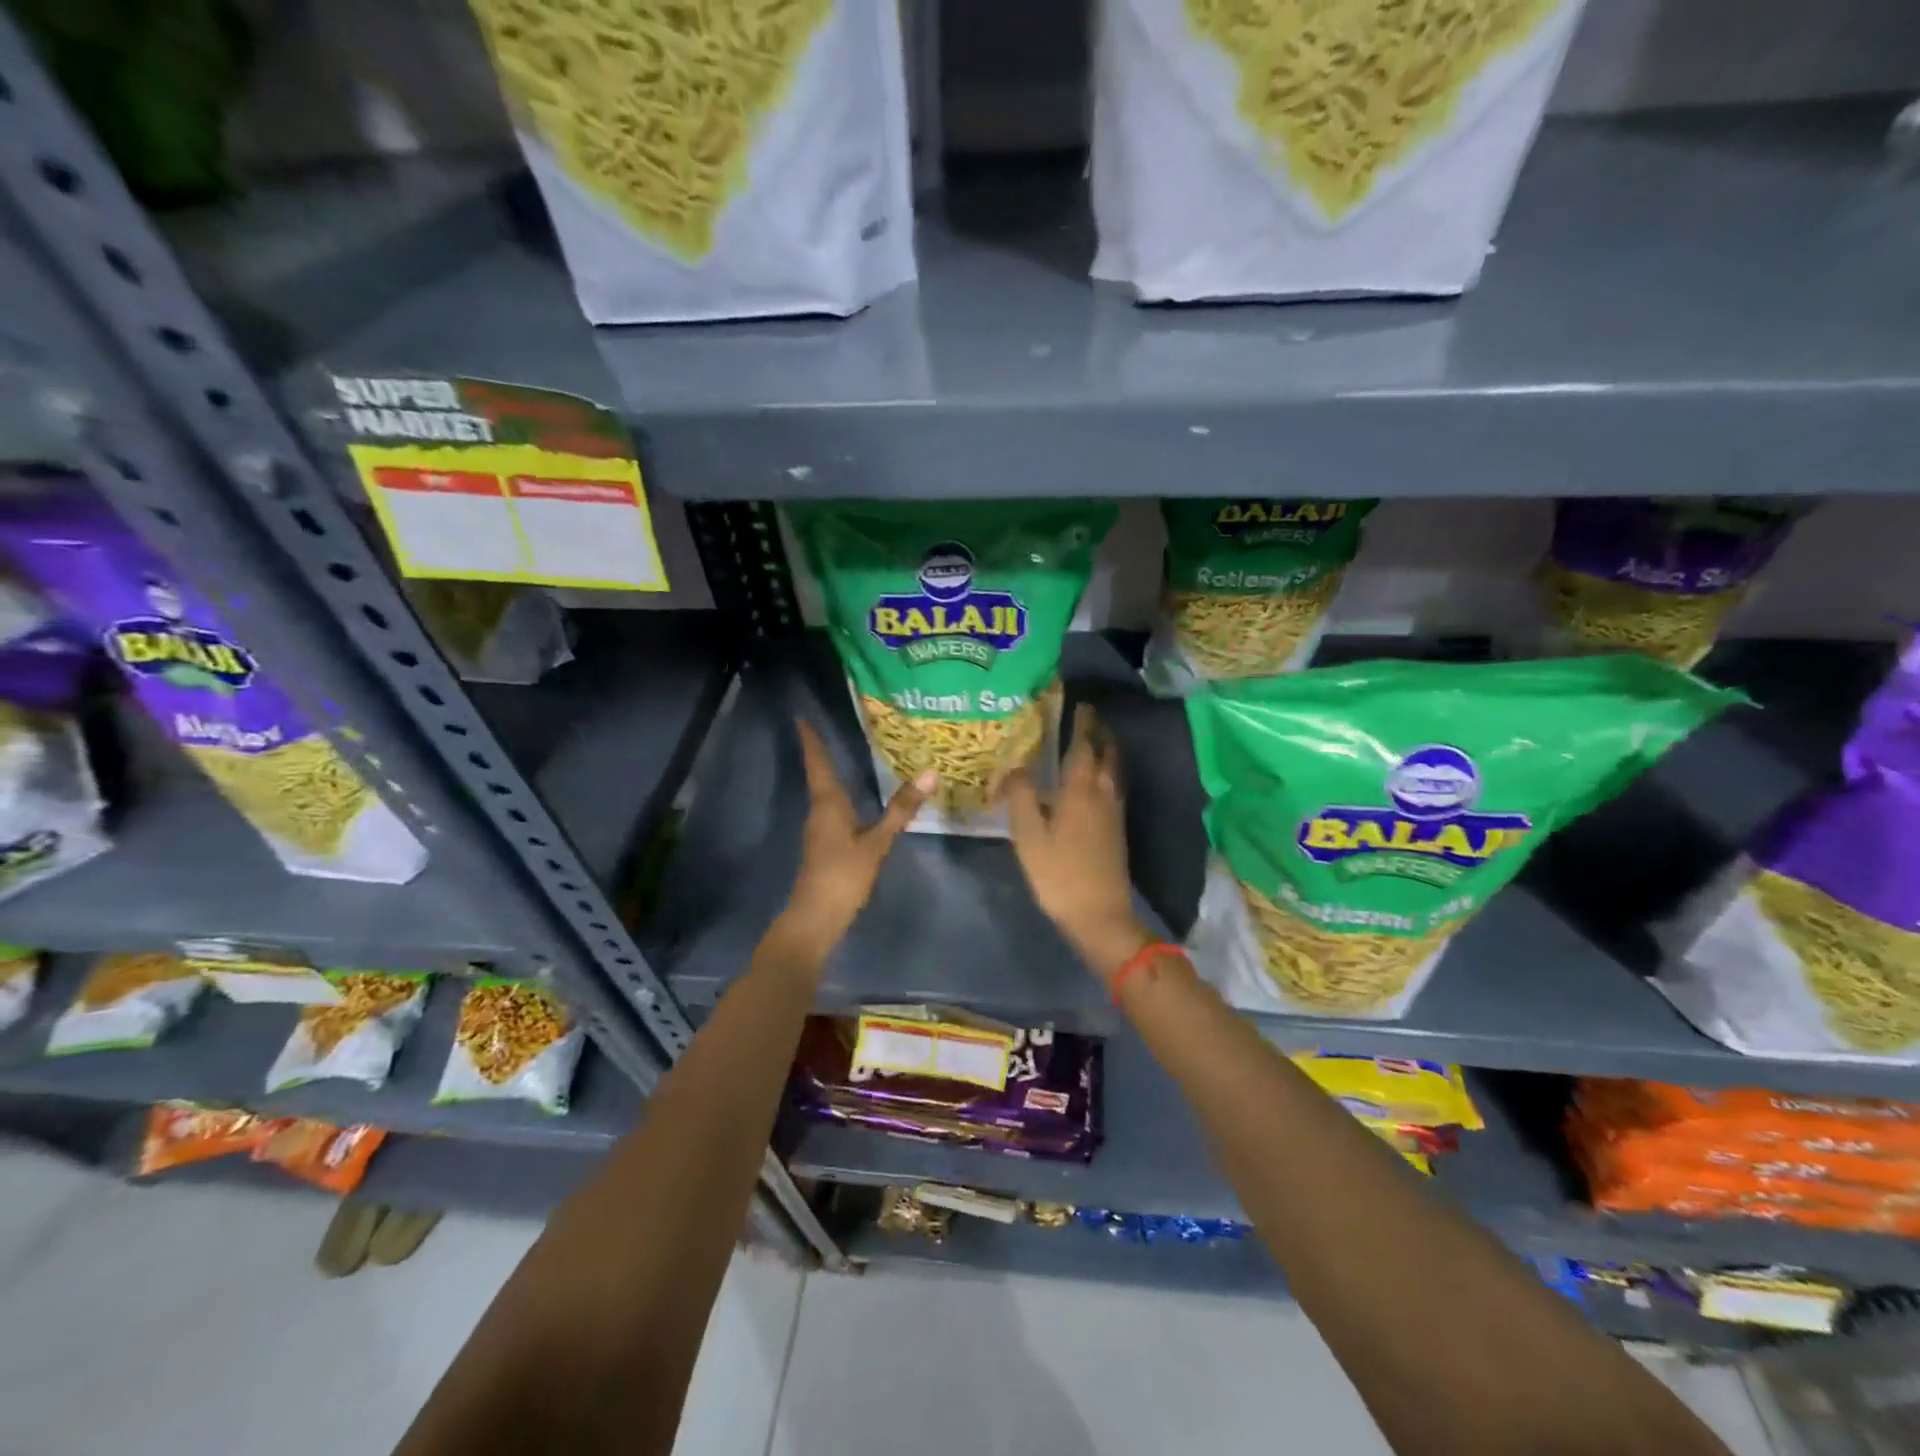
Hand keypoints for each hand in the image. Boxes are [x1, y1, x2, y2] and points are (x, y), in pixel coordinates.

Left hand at [773, 718, 934, 965]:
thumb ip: (901, 809)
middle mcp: (819, 811)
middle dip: (821, 751)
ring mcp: (819, 830)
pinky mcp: (824, 845)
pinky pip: (831, 809)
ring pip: (824, 793)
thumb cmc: (843, 876)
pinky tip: (853, 800)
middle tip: (828, 728)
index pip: (818, 763)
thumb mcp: (877, 842)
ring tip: (844, 755)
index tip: (801, 717)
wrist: (815, 919)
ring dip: (830, 773)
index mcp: (827, 804)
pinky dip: (840, 795)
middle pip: (818, 774)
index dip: (811, 740)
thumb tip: (930, 772)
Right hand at [1004, 704, 1151, 982]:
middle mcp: (1102, 793)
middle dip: (1099, 733)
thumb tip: (1015, 766)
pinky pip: (1114, 787)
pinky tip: (1093, 783)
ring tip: (1091, 743)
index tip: (1079, 704)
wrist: (1100, 915)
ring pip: (1114, 771)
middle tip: (1086, 718)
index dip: (1082, 723)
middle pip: (1107, 754)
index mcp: (1080, 789)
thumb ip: (1021, 795)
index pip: (1084, 745)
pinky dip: (1106, 772)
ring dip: (1106, 751)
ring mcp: (1114, 812)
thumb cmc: (1059, 873)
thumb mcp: (1028, 835)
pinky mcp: (1117, 830)